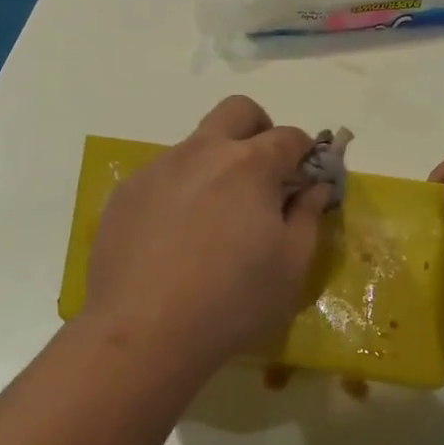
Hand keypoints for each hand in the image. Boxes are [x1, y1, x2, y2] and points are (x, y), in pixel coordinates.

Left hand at [85, 96, 330, 380]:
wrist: (141, 333)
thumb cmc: (231, 301)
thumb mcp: (290, 266)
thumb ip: (308, 216)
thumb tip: (315, 188)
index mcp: (250, 164)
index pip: (290, 136)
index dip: (305, 153)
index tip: (306, 177)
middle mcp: (203, 152)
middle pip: (238, 111)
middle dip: (259, 129)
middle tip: (263, 174)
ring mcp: (160, 168)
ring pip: (197, 144)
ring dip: (216, 164)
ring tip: (214, 220)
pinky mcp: (128, 192)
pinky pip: (164, 176)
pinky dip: (181, 191)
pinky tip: (175, 239)